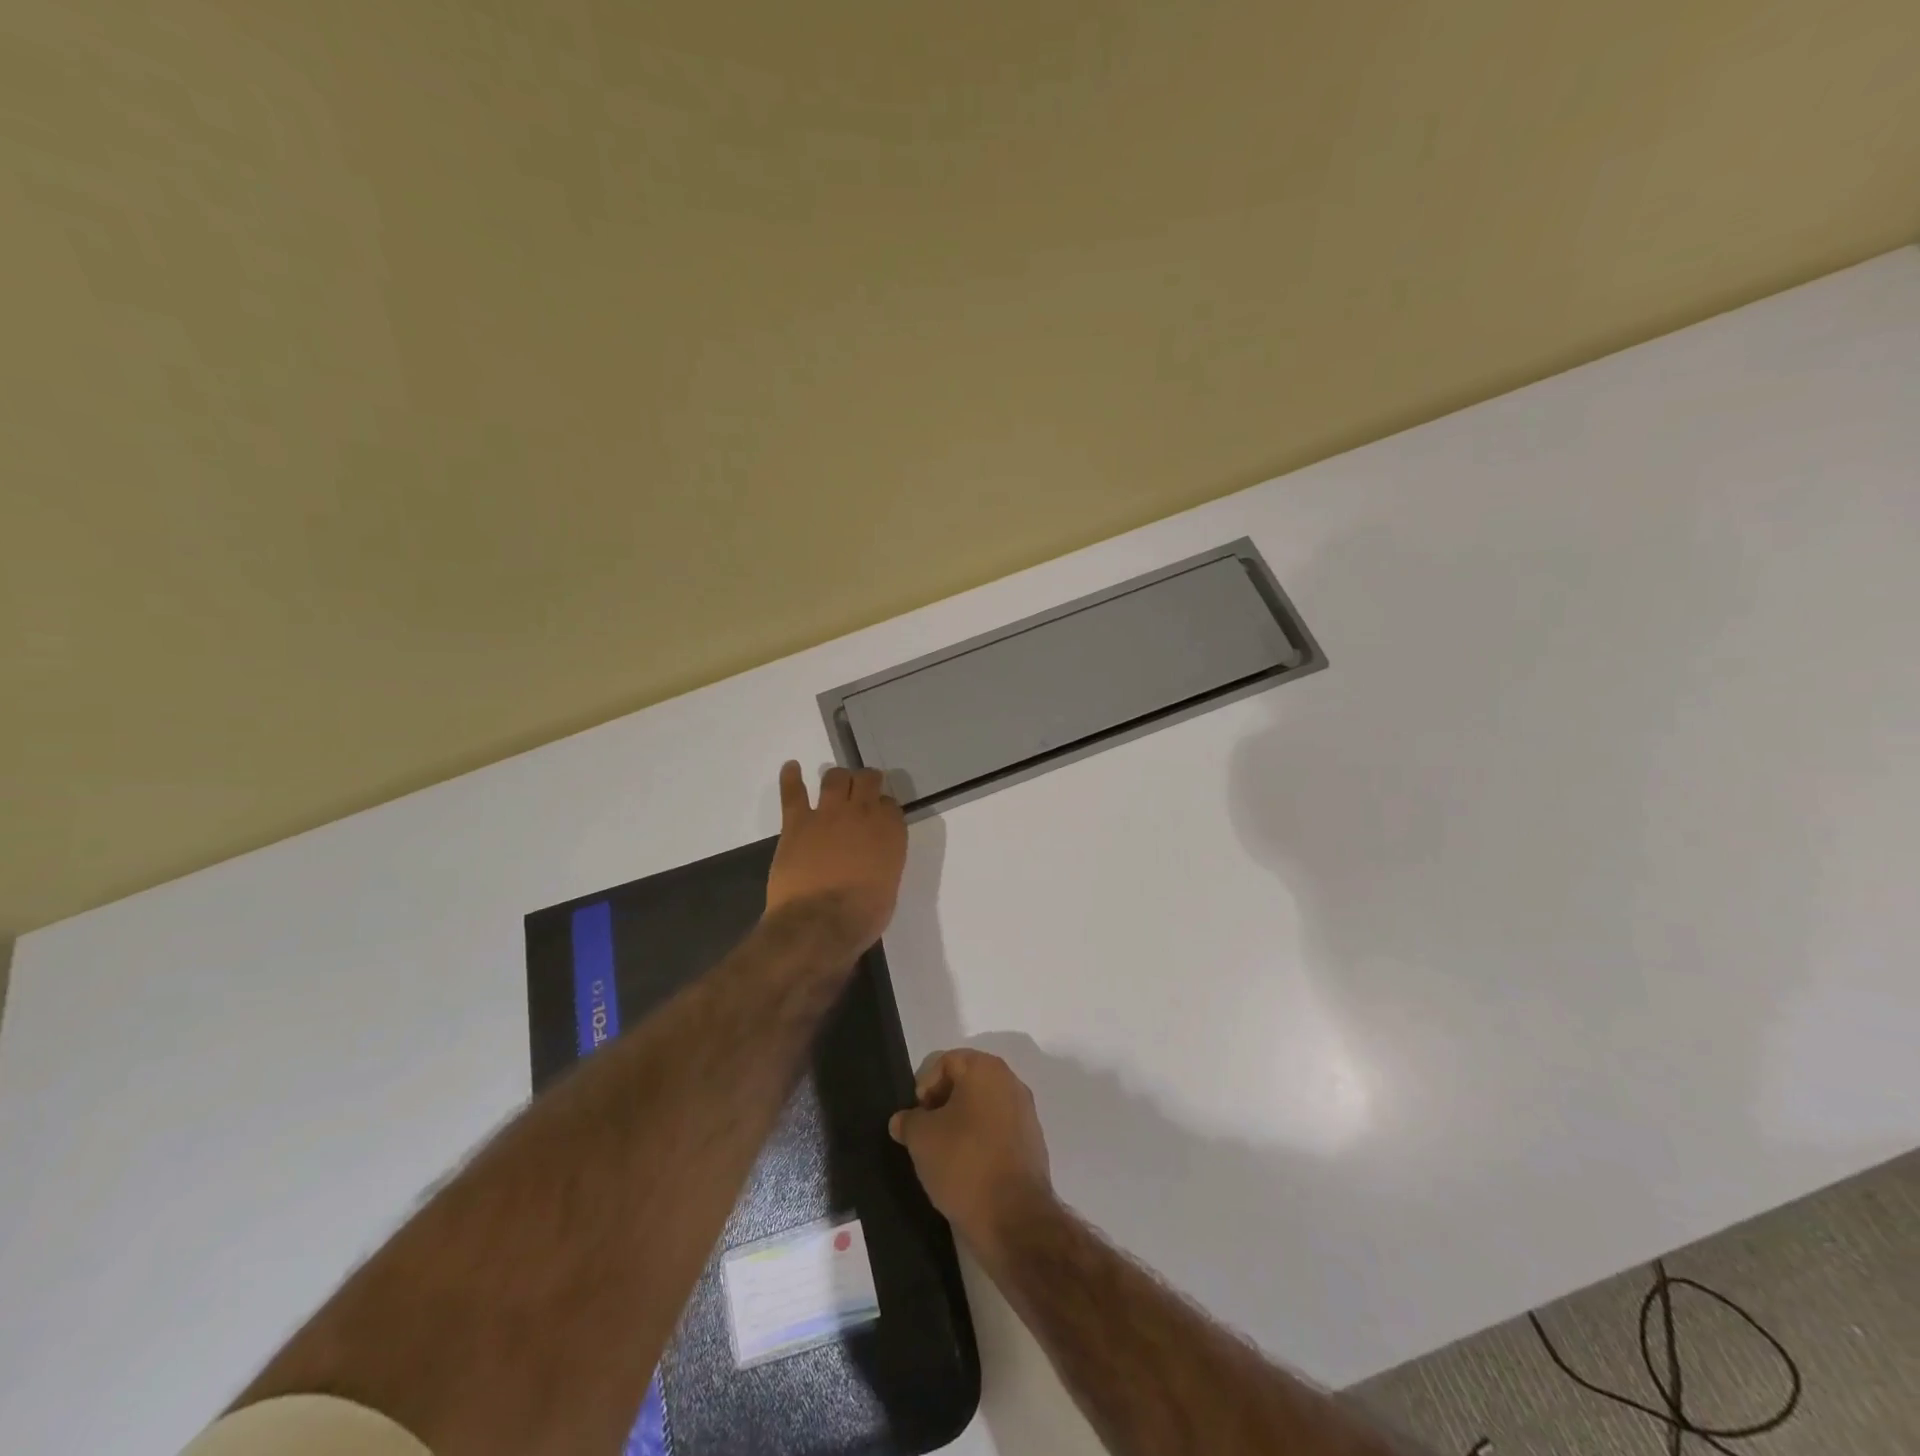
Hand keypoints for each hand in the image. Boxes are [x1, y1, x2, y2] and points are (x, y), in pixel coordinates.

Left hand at [766, 761, 906, 954]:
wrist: (820, 923)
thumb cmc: (862, 915)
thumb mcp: (888, 886)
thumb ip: (884, 861)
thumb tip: (873, 858)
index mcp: (890, 831)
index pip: (890, 804)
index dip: (884, 808)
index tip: (880, 816)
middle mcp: (862, 813)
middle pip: (866, 780)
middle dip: (866, 781)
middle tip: (862, 789)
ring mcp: (828, 813)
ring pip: (834, 777)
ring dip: (837, 778)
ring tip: (835, 782)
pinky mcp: (797, 822)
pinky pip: (793, 791)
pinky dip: (791, 777)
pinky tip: (791, 767)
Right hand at [889, 1049, 1054, 1262]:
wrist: (1013, 1218)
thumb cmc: (964, 1162)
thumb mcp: (921, 1138)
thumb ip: (908, 1121)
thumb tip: (903, 1120)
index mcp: (986, 1070)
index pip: (947, 1062)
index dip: (926, 1085)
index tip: (917, 1117)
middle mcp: (1011, 1083)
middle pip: (967, 1082)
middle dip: (943, 1104)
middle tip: (926, 1134)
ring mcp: (1025, 1114)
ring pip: (983, 1108)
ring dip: (961, 1125)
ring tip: (944, 1155)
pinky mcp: (1032, 1144)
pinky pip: (998, 1132)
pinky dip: (980, 1142)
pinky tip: (967, 1170)